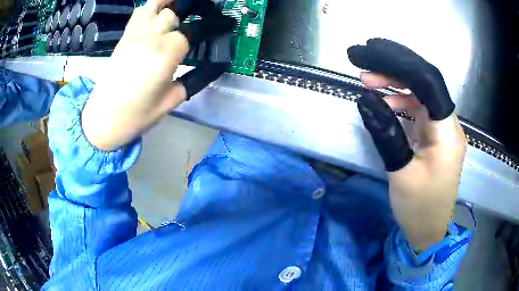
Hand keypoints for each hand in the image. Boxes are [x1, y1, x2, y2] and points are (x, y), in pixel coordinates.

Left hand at [82, 0, 234, 150]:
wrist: (103, 119)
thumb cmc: (137, 115)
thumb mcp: (172, 101)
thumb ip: (193, 79)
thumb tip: (212, 66)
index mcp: (166, 54)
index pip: (196, 29)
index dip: (214, 25)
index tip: (225, 24)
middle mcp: (151, 37)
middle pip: (175, 12)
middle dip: (193, 11)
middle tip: (203, 16)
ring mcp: (135, 34)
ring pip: (156, 4)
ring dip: (171, 3)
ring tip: (181, 7)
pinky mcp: (124, 36)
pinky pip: (140, 11)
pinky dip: (152, 7)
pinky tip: (159, 12)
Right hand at [348, 39, 466, 250]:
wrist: (430, 231)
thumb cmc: (419, 209)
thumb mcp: (400, 173)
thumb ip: (386, 133)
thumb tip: (365, 100)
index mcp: (446, 133)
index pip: (428, 82)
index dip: (400, 63)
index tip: (370, 54)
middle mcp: (449, 124)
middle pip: (426, 82)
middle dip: (395, 68)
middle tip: (364, 65)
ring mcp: (444, 129)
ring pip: (423, 93)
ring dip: (397, 84)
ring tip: (368, 81)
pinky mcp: (437, 136)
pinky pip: (421, 109)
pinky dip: (402, 100)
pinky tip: (385, 101)